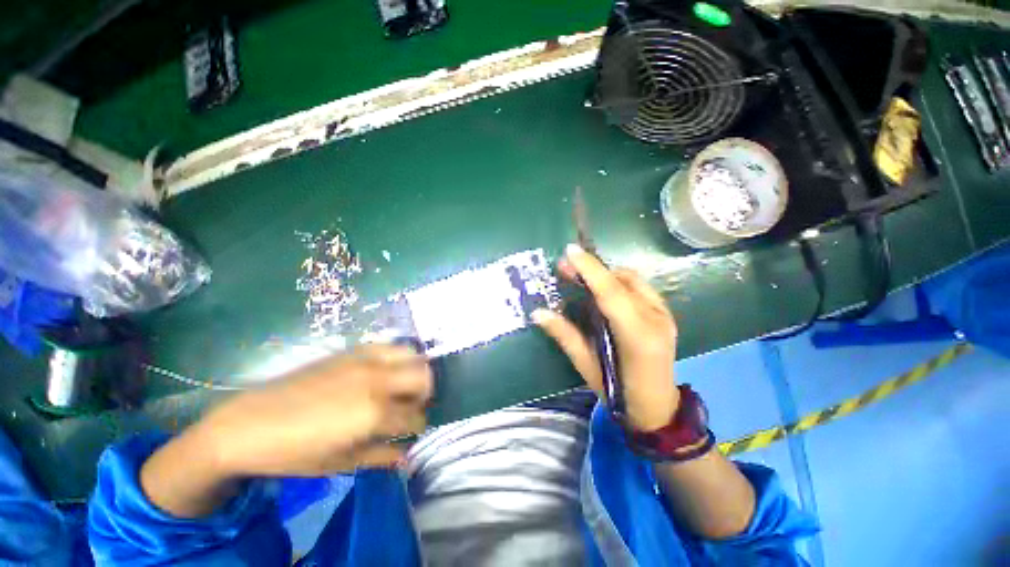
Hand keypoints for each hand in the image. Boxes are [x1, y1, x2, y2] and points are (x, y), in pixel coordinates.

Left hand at [141, 344, 431, 516]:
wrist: (249, 423)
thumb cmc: (294, 452)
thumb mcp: (340, 463)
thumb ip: (381, 457)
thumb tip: (408, 457)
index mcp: (374, 413)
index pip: (415, 416)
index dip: (418, 427)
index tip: (413, 432)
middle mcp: (377, 380)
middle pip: (423, 378)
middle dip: (424, 394)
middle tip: (412, 407)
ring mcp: (366, 360)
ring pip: (412, 355)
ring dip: (414, 371)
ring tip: (403, 385)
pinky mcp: (353, 350)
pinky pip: (389, 345)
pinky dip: (397, 356)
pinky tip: (385, 370)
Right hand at [533, 244, 678, 431]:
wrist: (658, 408)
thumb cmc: (619, 393)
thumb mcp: (587, 365)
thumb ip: (564, 335)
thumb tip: (538, 312)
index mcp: (637, 337)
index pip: (611, 294)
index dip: (590, 270)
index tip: (570, 251)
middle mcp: (656, 319)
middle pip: (622, 281)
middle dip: (592, 268)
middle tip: (565, 265)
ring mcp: (664, 314)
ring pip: (632, 280)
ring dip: (604, 273)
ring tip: (581, 276)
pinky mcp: (665, 313)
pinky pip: (638, 286)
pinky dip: (617, 281)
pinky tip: (602, 289)